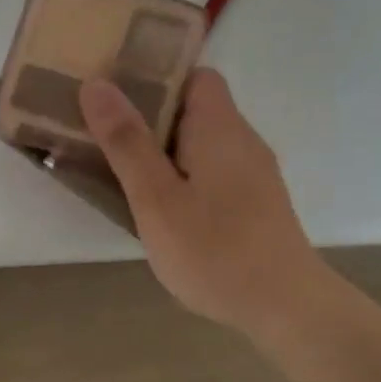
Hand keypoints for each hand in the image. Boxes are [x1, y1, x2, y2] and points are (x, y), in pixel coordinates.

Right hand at [79, 68, 322, 334]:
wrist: (283, 305)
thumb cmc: (214, 250)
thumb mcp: (156, 199)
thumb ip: (126, 143)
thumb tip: (97, 85)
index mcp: (219, 127)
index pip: (194, 76)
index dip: (156, 81)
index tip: (117, 102)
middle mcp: (243, 141)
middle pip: (196, 111)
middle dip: (151, 122)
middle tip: (107, 143)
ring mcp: (254, 176)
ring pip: (203, 147)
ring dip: (166, 156)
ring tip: (125, 179)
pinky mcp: (256, 206)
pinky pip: (214, 176)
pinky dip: (186, 182)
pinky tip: (165, 215)